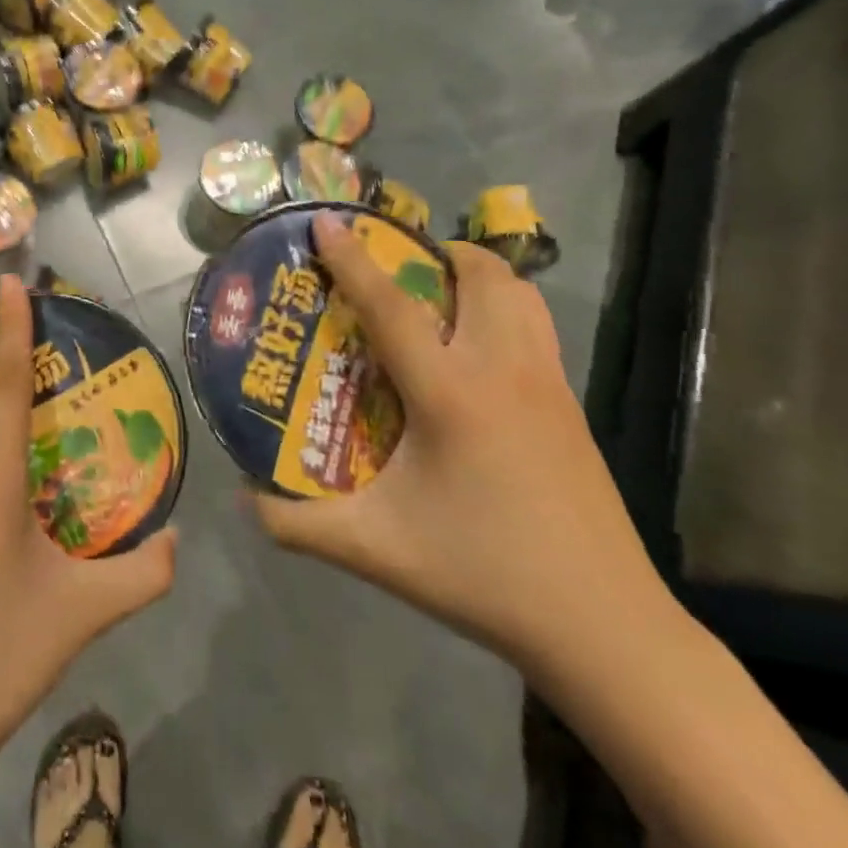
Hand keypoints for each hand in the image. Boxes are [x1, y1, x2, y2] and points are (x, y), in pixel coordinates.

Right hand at [253, 215, 667, 678]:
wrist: (603, 626)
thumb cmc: (482, 574)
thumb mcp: (375, 550)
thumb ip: (298, 525)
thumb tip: (244, 497)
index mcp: (451, 395)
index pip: (392, 308)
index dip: (353, 260)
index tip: (327, 221)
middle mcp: (504, 372)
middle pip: (483, 276)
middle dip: (439, 252)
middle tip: (399, 264)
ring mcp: (548, 385)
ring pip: (522, 296)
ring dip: (481, 276)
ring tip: (441, 292)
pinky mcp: (572, 407)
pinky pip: (537, 329)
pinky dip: (506, 310)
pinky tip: (478, 354)